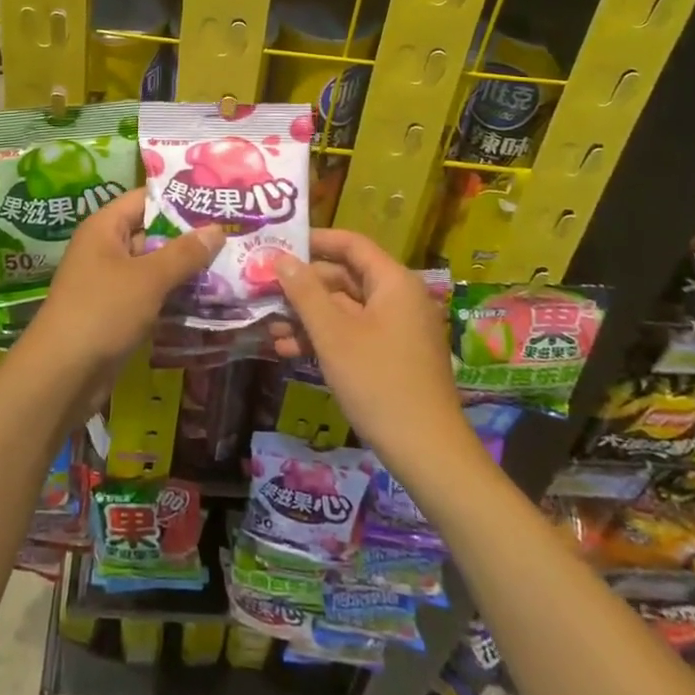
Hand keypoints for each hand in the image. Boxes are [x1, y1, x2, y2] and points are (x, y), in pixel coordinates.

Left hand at [18, 189, 222, 395]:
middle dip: (190, 236)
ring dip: (186, 269)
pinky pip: (151, 295)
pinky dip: (175, 295)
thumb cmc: (102, 312)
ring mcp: (111, 282)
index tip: (217, 200)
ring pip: (155, 267)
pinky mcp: (117, 313)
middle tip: (234, 234)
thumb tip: (217, 229)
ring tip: (231, 264)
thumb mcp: (148, 279)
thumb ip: (184, 253)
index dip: (179, 197)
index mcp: (105, 228)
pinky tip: (209, 298)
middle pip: (152, 232)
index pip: (145, 198)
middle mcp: (106, 249)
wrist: (61, 376)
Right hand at [274, 227, 470, 476]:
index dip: (314, 240)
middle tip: (265, 290)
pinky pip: (354, 333)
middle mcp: (399, 298)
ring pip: (345, 308)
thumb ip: (305, 292)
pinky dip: (325, 337)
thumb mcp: (333, 335)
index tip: (279, 245)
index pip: (350, 244)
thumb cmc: (378, 382)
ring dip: (308, 315)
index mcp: (393, 282)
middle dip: (303, 286)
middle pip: (345, 276)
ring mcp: (397, 329)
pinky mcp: (393, 356)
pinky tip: (290, 350)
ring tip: (270, 326)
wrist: (428, 453)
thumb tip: (281, 258)